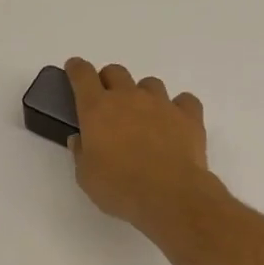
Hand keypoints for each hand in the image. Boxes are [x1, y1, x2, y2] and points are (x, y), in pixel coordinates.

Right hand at [65, 59, 221, 241]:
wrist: (169, 195)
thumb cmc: (120, 188)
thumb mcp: (86, 177)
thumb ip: (81, 153)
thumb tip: (80, 140)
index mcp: (97, 109)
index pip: (82, 75)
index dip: (76, 69)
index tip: (74, 69)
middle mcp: (129, 98)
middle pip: (116, 72)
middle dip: (108, 81)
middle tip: (108, 102)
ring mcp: (161, 104)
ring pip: (149, 84)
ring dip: (142, 94)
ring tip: (143, 116)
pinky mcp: (189, 116)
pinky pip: (184, 101)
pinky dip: (178, 107)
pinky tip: (175, 122)